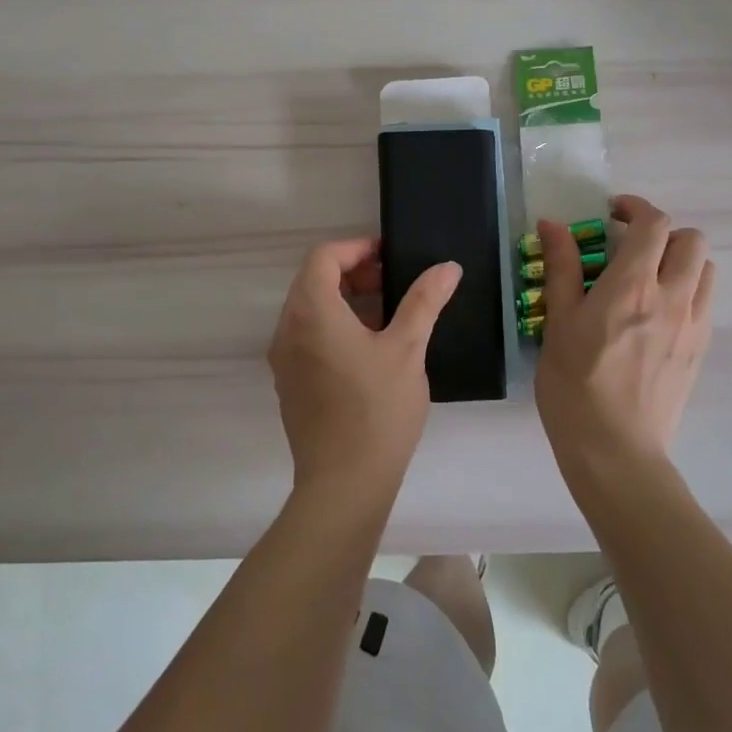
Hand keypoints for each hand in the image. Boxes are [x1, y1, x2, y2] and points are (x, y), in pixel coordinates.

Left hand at [268, 238, 462, 496]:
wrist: (344, 483)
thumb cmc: (377, 410)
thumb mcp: (407, 349)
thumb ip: (424, 301)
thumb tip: (448, 267)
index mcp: (312, 312)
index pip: (323, 257)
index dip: (356, 248)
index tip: (389, 257)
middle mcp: (287, 329)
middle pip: (313, 281)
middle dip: (353, 273)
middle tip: (393, 283)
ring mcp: (283, 359)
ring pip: (309, 310)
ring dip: (344, 300)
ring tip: (387, 314)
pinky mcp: (289, 383)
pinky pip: (306, 336)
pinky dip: (333, 326)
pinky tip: (368, 349)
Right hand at [533, 195, 714, 477]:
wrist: (615, 450)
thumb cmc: (574, 384)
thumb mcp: (559, 322)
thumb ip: (562, 268)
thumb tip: (552, 224)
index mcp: (634, 285)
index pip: (654, 223)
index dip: (635, 208)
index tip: (611, 215)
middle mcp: (673, 297)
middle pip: (692, 240)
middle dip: (663, 233)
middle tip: (629, 248)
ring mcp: (693, 325)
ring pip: (705, 270)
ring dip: (680, 261)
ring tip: (647, 279)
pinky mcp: (700, 351)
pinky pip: (705, 303)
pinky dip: (686, 291)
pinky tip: (655, 315)